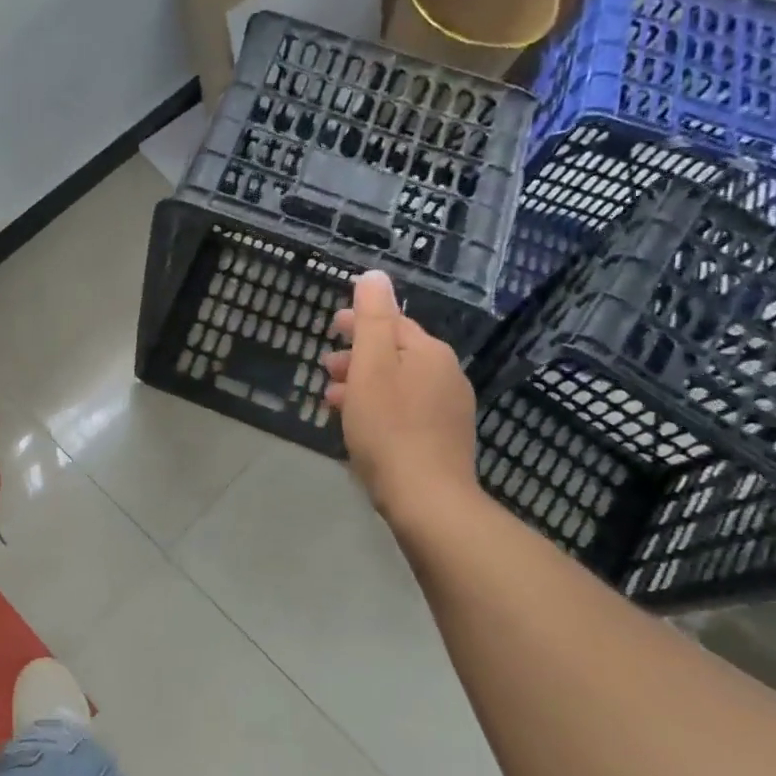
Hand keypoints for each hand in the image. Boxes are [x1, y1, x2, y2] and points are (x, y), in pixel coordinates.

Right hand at [321, 270, 478, 521]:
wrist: (427, 499)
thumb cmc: (389, 428)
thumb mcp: (371, 366)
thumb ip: (372, 318)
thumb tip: (375, 276)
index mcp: (429, 353)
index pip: (392, 322)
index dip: (360, 320)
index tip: (332, 326)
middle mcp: (446, 374)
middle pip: (395, 353)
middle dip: (359, 355)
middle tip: (326, 366)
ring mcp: (449, 408)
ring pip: (398, 383)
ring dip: (364, 383)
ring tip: (333, 400)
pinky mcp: (444, 438)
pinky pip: (405, 408)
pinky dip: (379, 406)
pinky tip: (360, 426)